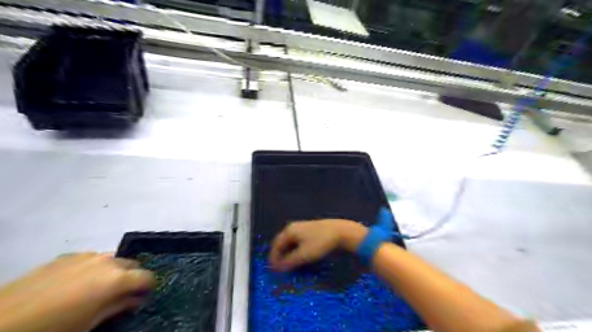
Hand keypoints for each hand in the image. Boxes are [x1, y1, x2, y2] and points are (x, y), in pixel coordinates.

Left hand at [0, 252, 153, 331]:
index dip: (148, 286)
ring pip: (113, 260)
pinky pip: (91, 259)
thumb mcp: (91, 323)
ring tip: (97, 288)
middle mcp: (108, 261)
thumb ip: (119, 306)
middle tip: (121, 293)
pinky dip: (93, 268)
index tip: (144, 295)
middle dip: (132, 277)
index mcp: (117, 278)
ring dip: (113, 271)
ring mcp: (87, 256)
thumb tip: (137, 300)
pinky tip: (76, 283)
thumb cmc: (54, 328)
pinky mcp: (68, 256)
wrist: (1, 320)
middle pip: (133, 264)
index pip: (147, 277)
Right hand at [270, 219, 368, 270]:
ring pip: (290, 242)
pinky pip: (298, 241)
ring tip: (290, 265)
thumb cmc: (320, 242)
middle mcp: (293, 227)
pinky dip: (295, 250)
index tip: (274, 271)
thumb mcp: (304, 255)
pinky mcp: (310, 230)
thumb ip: (289, 262)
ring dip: (288, 253)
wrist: (341, 231)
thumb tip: (277, 267)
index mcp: (289, 231)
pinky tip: (300, 256)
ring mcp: (302, 228)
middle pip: (282, 243)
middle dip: (280, 255)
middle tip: (281, 268)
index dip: (274, 258)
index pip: (276, 245)